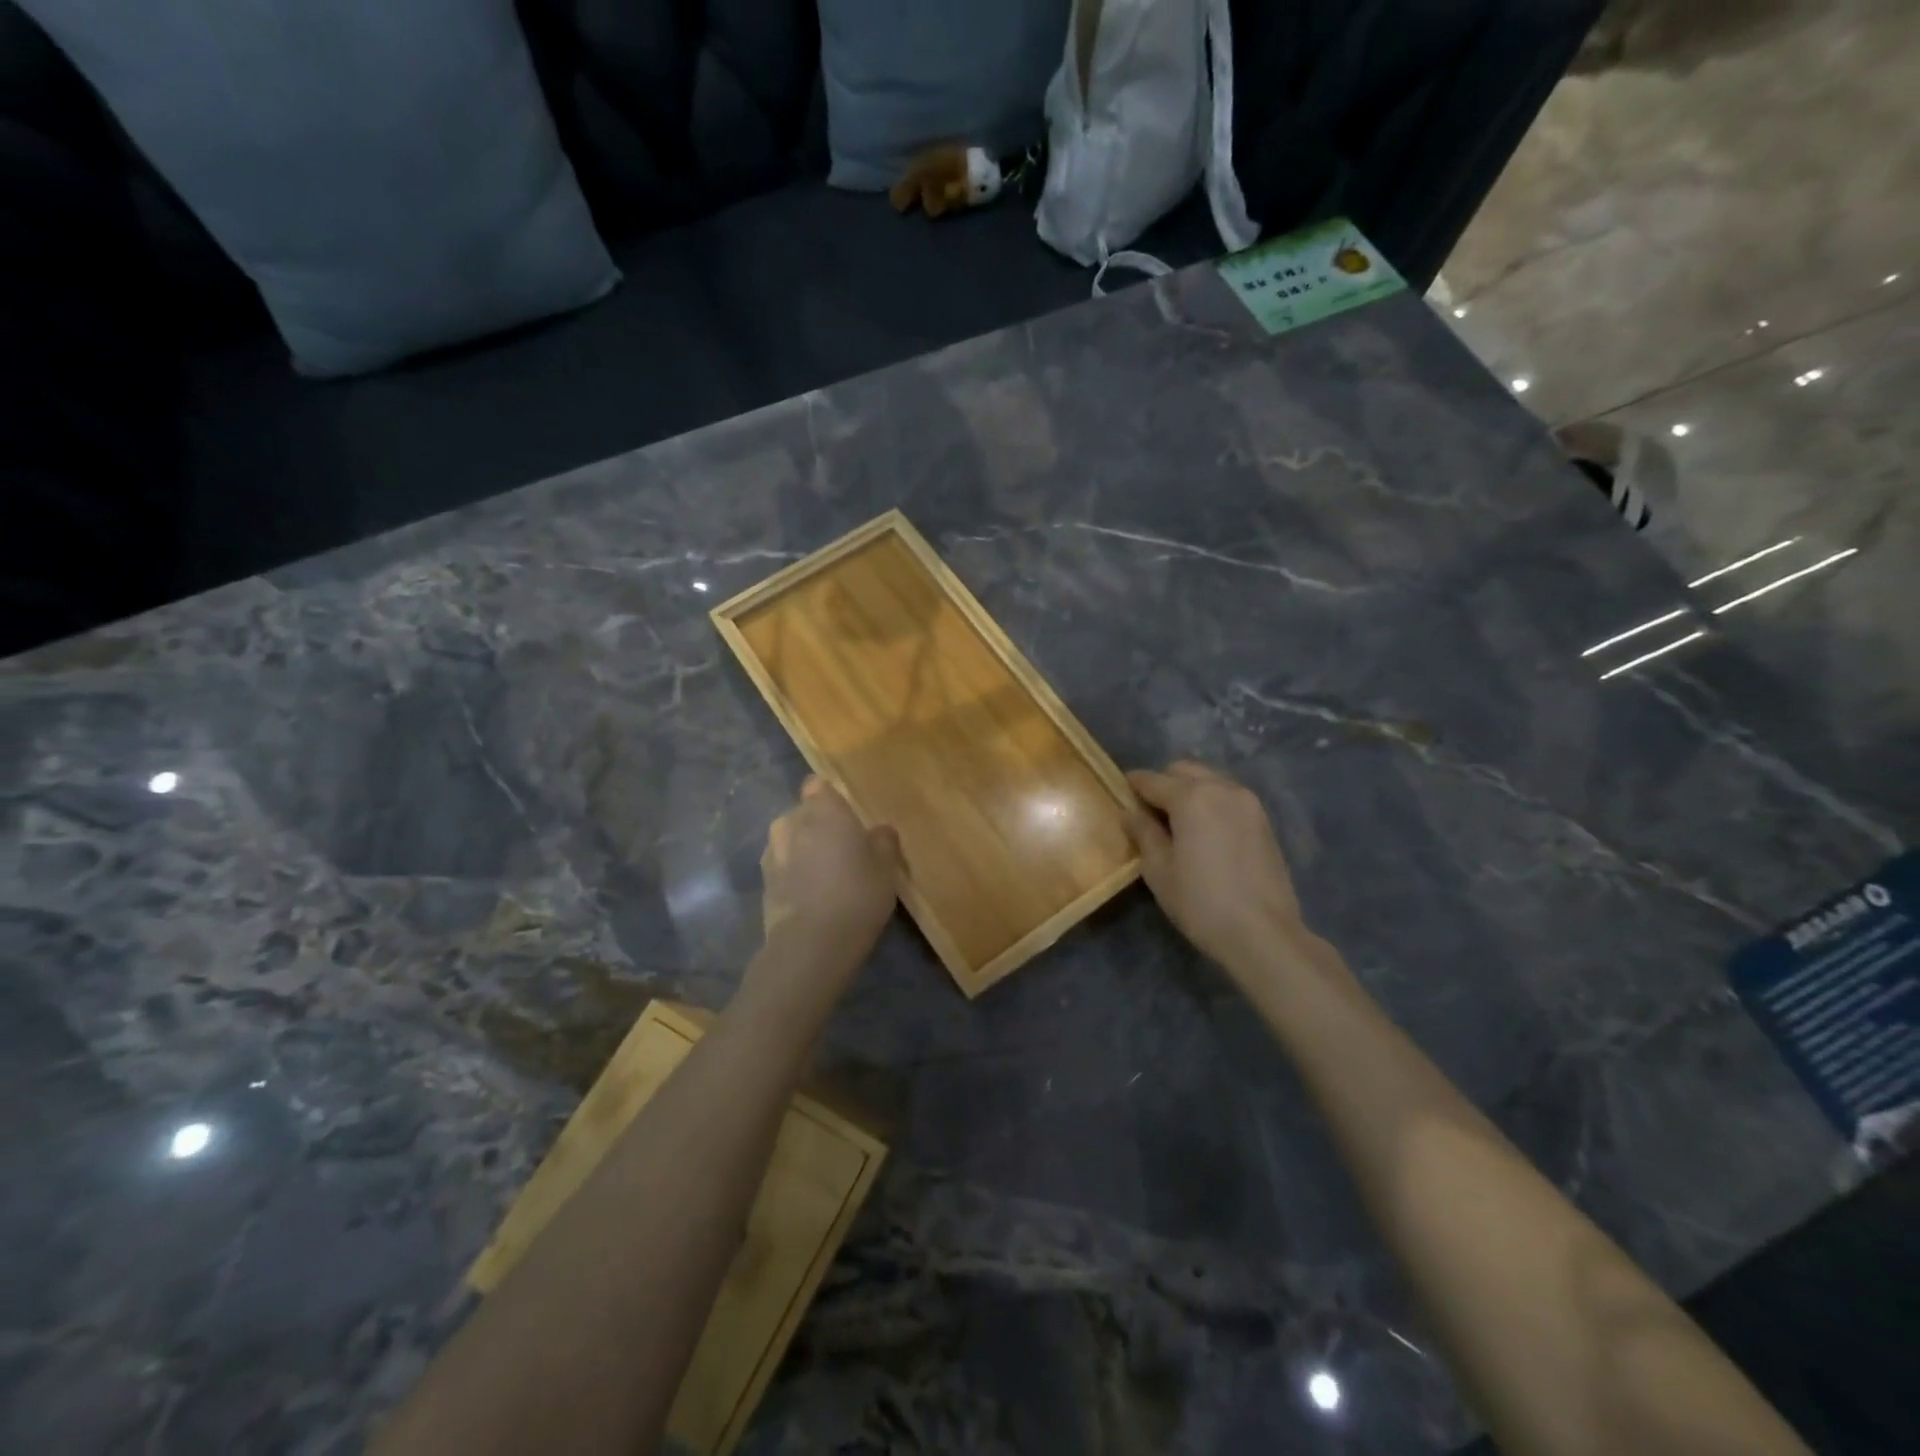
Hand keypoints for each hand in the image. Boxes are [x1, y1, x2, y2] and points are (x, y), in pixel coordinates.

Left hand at [756, 777, 902, 979]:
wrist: (810, 943)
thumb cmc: (857, 894)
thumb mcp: (886, 868)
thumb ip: (883, 841)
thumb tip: (879, 831)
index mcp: (823, 809)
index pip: (818, 785)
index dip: (830, 799)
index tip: (846, 818)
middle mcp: (791, 822)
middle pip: (803, 813)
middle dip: (817, 825)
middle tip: (841, 850)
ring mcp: (771, 852)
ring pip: (789, 840)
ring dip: (802, 850)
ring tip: (824, 876)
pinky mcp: (762, 882)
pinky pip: (781, 866)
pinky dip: (792, 874)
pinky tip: (809, 896)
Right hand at [1124, 761, 1316, 979]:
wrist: (1263, 933)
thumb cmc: (1201, 902)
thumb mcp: (1159, 870)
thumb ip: (1143, 833)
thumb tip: (1130, 812)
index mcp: (1191, 797)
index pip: (1153, 780)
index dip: (1133, 785)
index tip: (1121, 793)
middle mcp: (1222, 789)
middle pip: (1184, 770)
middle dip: (1164, 783)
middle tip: (1150, 811)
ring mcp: (1248, 803)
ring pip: (1210, 780)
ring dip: (1190, 791)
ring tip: (1178, 822)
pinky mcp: (1264, 821)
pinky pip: (1229, 797)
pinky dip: (1211, 803)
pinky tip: (1205, 831)